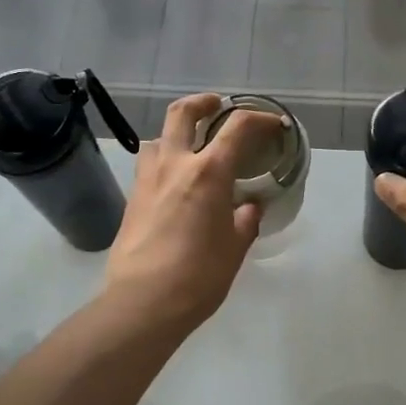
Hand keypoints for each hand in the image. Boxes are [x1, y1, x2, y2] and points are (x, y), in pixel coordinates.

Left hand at [101, 93, 278, 331]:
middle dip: (203, 102)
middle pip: (183, 112)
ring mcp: (148, 179)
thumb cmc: (198, 276)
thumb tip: (249, 207)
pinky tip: (175, 182)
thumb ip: (245, 220)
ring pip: (158, 137)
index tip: (274, 125)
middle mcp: (175, 165)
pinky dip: (164, 160)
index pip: (238, 127)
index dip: (260, 119)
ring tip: (190, 146)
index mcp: (208, 172)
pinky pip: (148, 165)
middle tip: (217, 105)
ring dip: (176, 132)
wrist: (142, 302)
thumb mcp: (235, 248)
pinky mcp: (132, 198)